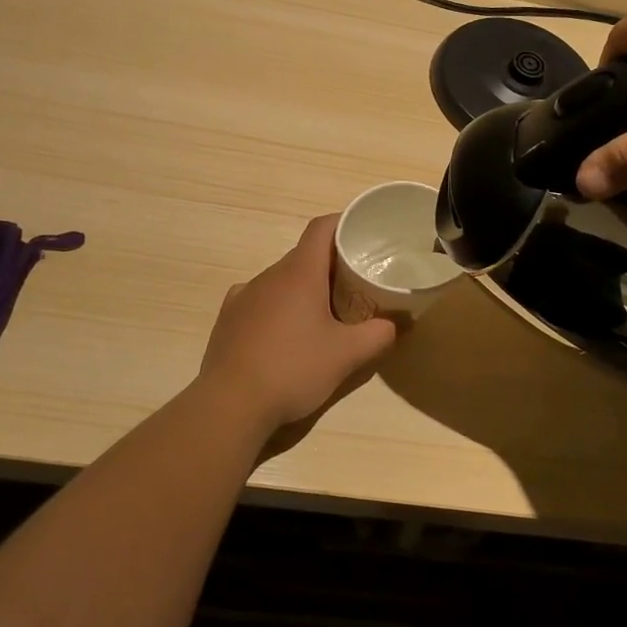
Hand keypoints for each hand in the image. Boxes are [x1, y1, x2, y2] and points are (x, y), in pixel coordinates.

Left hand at [197, 215, 398, 431]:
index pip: (321, 228)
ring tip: (323, 315)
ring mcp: (243, 295)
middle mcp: (269, 275)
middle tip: (355, 284)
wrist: (231, 404)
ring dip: (303, 288)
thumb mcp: (346, 356)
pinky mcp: (228, 318)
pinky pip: (259, 300)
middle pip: (303, 255)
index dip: (343, 223)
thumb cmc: (293, 369)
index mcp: (299, 273)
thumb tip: (397, 324)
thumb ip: (378, 335)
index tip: (362, 233)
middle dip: (330, 264)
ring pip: (281, 280)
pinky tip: (284, 333)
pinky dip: (277, 307)